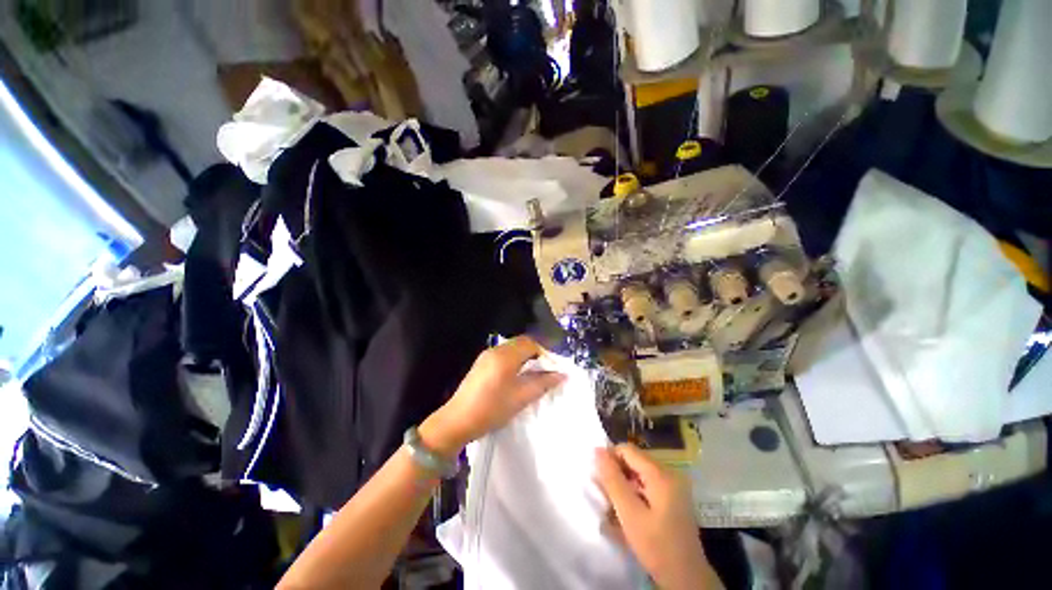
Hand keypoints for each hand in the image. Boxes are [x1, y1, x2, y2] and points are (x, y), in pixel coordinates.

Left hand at [420, 336, 563, 457]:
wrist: (457, 421)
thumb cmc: (491, 409)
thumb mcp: (520, 398)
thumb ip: (542, 383)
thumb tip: (561, 375)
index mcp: (505, 356)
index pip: (530, 343)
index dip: (544, 352)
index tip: (553, 367)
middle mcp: (495, 350)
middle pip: (521, 343)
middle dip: (536, 353)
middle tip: (545, 370)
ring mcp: (486, 356)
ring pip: (512, 348)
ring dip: (525, 357)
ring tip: (533, 374)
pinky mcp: (481, 364)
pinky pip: (503, 355)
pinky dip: (514, 360)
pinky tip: (516, 377)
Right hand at [595, 444, 719, 589]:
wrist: (687, 579)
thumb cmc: (657, 546)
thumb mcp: (629, 513)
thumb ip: (612, 480)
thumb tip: (597, 450)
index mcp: (660, 474)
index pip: (627, 450)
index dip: (609, 458)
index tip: (598, 477)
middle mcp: (669, 473)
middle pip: (634, 460)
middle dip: (617, 472)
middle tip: (605, 494)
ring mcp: (674, 485)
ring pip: (639, 472)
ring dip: (625, 483)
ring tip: (615, 504)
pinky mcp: (674, 497)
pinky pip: (648, 484)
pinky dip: (635, 492)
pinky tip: (629, 510)